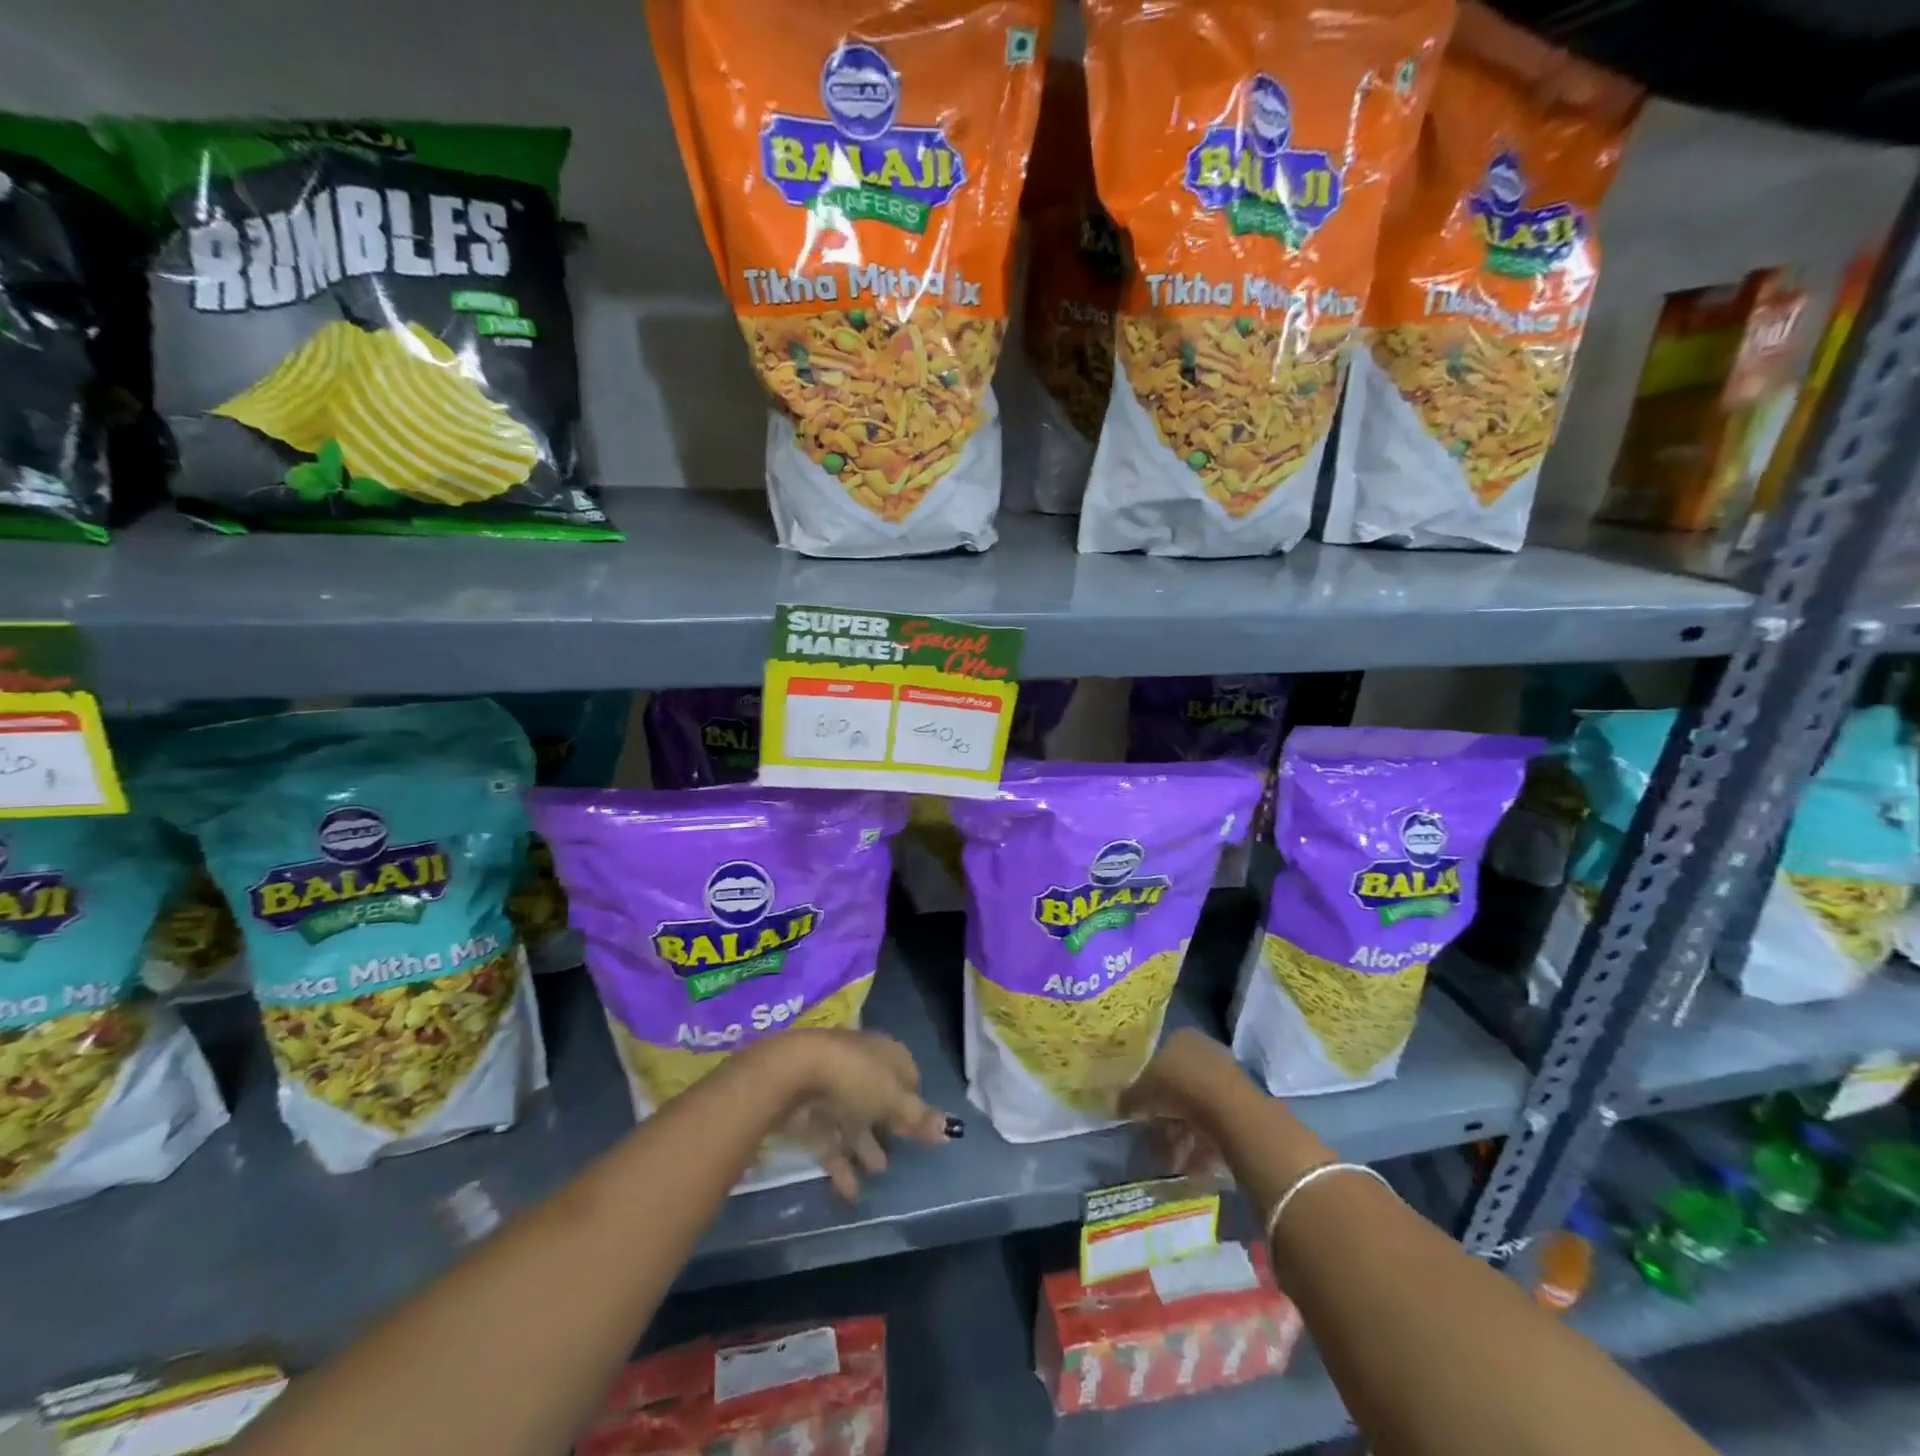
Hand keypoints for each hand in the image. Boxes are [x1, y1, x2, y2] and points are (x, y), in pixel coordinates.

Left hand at [764, 1029, 953, 1199]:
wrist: (793, 1075)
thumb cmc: (855, 1079)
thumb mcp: (894, 1099)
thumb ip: (918, 1118)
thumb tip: (948, 1130)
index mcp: (886, 1054)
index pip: (908, 1077)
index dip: (915, 1104)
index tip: (921, 1131)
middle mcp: (862, 1067)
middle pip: (880, 1100)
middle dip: (889, 1128)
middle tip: (901, 1156)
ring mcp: (834, 1088)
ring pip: (855, 1121)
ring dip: (866, 1147)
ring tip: (879, 1173)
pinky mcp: (810, 1112)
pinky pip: (831, 1139)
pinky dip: (841, 1163)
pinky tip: (851, 1191)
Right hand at [1119, 1029, 1250, 1180]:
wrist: (1228, 1108)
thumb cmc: (1177, 1086)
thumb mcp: (1141, 1092)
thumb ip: (1128, 1098)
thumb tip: (1118, 1106)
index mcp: (1179, 1037)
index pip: (1158, 1060)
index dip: (1148, 1087)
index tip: (1142, 1111)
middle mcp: (1204, 1051)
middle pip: (1178, 1086)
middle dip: (1165, 1117)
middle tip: (1156, 1139)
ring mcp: (1225, 1076)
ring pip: (1196, 1108)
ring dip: (1182, 1135)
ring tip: (1173, 1161)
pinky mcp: (1241, 1104)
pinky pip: (1214, 1125)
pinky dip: (1202, 1145)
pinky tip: (1192, 1164)